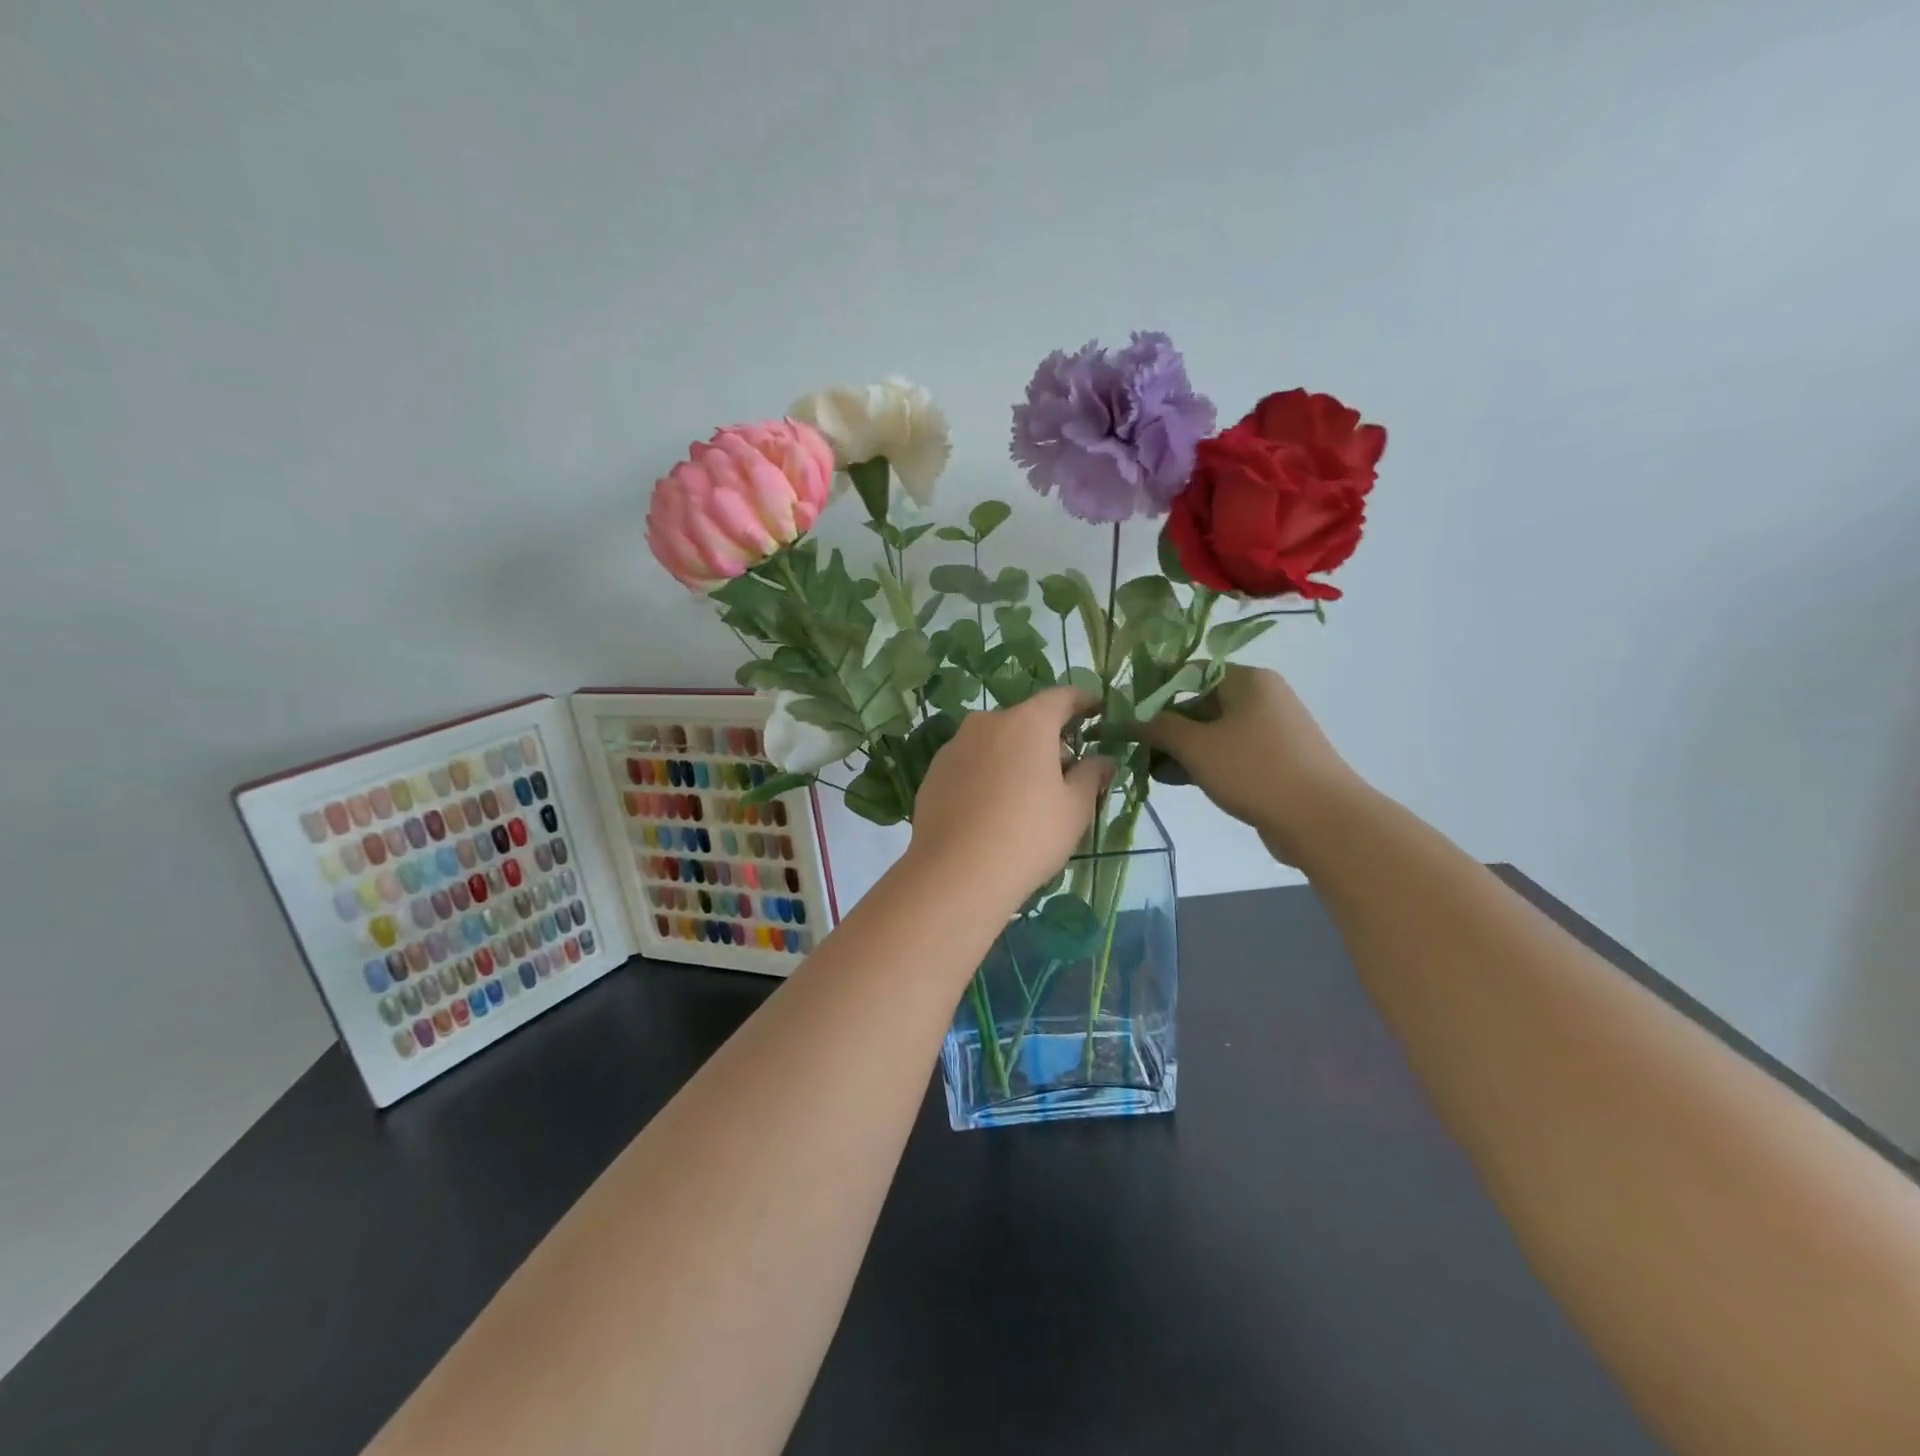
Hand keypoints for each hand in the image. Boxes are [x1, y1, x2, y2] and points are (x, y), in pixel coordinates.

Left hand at [906, 688, 1114, 908]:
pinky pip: (971, 763)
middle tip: (1066, 769)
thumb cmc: (1029, 835)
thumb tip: (1102, 759)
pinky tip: (993, 808)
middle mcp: (987, 723)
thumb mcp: (1074, 808)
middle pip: (1026, 720)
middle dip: (1048, 738)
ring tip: (1027, 794)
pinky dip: (987, 774)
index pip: (1062, 697)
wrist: (956, 873)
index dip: (1083, 702)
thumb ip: (1091, 775)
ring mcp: (955, 746)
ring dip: (1014, 756)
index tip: (1097, 710)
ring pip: (995, 742)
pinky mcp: (934, 773)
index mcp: (1027, 722)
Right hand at [1139, 665, 1363, 866]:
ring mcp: (1271, 731)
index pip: (1190, 673)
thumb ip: (1159, 728)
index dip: (1155, 691)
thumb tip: (1130, 718)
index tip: (1127, 714)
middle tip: (1135, 749)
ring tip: (1151, 771)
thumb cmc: (1255, 770)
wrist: (1322, 820)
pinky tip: (1178, 781)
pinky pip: (1229, 753)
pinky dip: (1203, 763)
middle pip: (1200, 703)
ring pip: (1213, 732)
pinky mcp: (1274, 761)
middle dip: (1165, 727)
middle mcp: (1262, 698)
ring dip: (1180, 749)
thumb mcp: (1197, 746)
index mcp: (1248, 680)